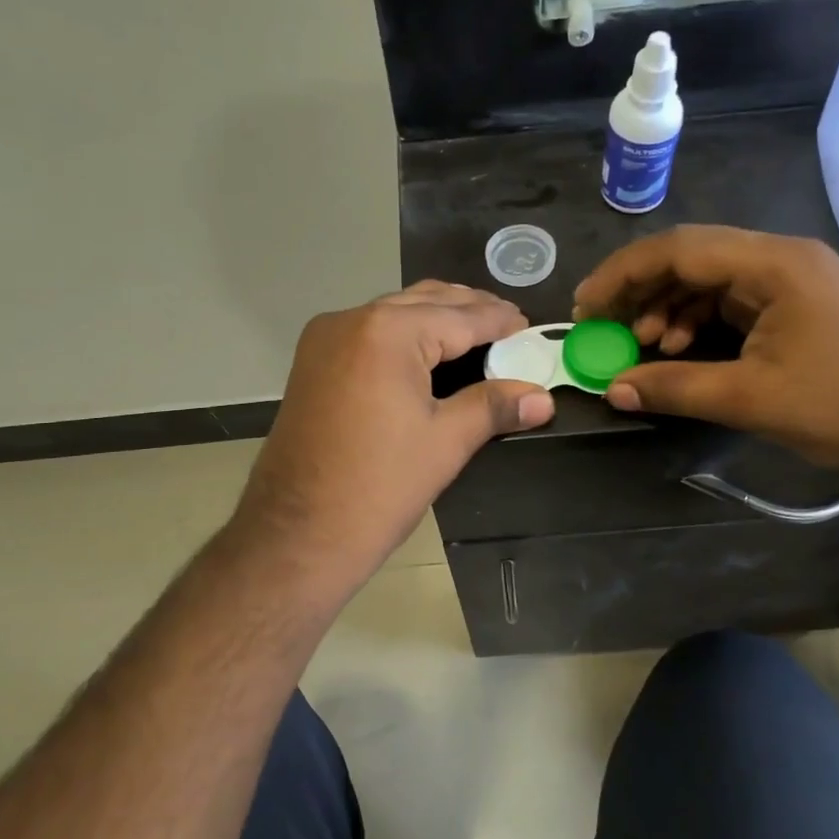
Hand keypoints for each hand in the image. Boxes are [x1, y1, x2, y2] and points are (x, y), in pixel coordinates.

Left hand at [234, 282, 553, 590]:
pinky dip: (404, 335)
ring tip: (477, 335)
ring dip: (436, 319)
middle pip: (425, 302)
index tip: (530, 326)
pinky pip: (369, 332)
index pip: (459, 316)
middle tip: (509, 327)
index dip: (499, 321)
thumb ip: (494, 407)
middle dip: (469, 311)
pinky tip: (429, 352)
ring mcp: (324, 339)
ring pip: (394, 313)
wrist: (295, 535)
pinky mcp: (312, 362)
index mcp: (387, 332)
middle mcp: (351, 320)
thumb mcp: (445, 442)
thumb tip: (543, 398)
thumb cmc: (379, 487)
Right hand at [572, 227, 838, 482]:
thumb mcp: (752, 399)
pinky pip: (730, 301)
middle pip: (691, 257)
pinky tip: (683, 350)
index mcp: (773, 264)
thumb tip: (614, 388)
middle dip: (640, 289)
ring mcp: (791, 280)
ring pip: (708, 279)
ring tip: (645, 345)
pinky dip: (697, 321)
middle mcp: (780, 258)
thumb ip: (676, 388)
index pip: (678, 249)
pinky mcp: (796, 306)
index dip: (623, 274)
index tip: (586, 307)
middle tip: (603, 325)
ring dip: (668, 308)